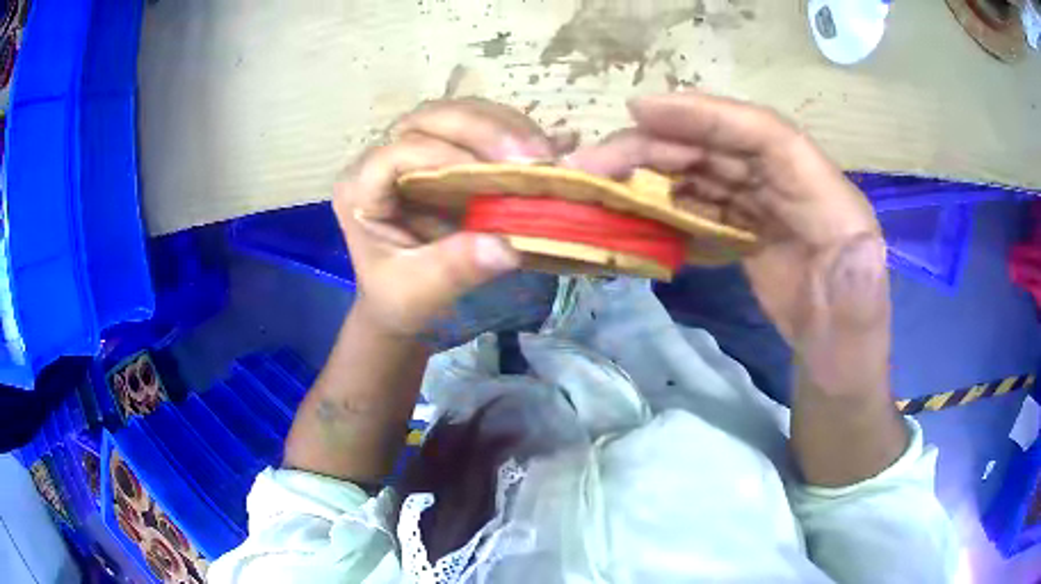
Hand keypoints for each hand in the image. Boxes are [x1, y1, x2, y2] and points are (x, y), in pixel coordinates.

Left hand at [333, 98, 567, 336]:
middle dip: (484, 129)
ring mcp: (417, 149)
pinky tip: (553, 145)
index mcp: (359, 191)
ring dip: (507, 127)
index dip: (443, 155)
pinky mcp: (448, 153)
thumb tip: (507, 246)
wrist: (402, 301)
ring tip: (545, 156)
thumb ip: (455, 268)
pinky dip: (518, 134)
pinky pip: (482, 127)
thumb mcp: (419, 293)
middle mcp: (383, 158)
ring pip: (460, 113)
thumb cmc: (399, 299)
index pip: (395, 153)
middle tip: (533, 157)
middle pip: (430, 117)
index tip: (496, 174)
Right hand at [565, 92, 890, 396]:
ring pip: (709, 169)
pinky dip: (668, 199)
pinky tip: (635, 208)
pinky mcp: (754, 225)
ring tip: (601, 181)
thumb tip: (863, 247)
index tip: (641, 110)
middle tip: (595, 160)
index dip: (708, 116)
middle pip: (725, 146)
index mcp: (830, 202)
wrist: (834, 367)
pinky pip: (707, 199)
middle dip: (659, 144)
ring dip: (654, 169)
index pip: (769, 137)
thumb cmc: (849, 354)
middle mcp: (798, 188)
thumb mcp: (860, 331)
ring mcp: (772, 205)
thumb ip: (863, 293)